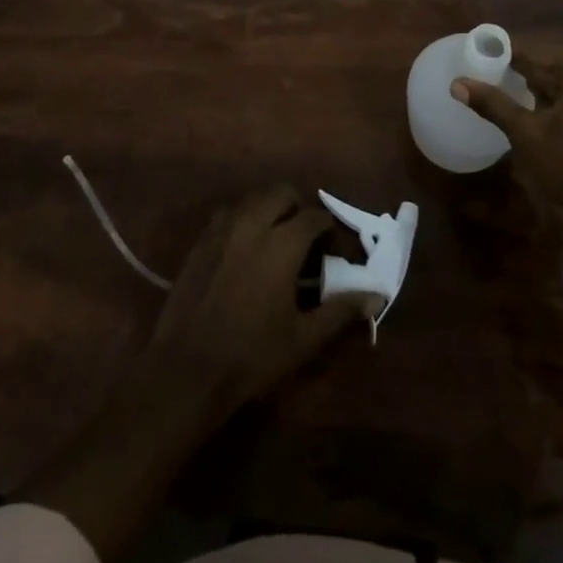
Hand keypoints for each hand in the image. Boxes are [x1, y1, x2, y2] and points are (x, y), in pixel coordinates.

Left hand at [140, 183, 377, 420]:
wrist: (187, 370)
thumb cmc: (251, 356)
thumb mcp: (303, 339)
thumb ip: (340, 311)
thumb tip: (376, 295)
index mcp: (282, 243)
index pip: (314, 216)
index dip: (327, 230)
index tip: (329, 251)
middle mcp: (253, 223)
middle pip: (282, 193)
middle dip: (297, 207)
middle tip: (302, 238)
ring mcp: (223, 228)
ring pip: (254, 197)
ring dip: (269, 209)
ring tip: (274, 239)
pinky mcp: (201, 239)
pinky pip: (229, 212)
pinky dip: (243, 218)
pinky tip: (244, 248)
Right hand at [453, 40, 562, 266]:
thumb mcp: (528, 134)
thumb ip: (493, 104)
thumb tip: (457, 83)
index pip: (530, 49)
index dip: (499, 54)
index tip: (473, 59)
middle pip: (548, 62)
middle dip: (518, 73)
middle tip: (484, 81)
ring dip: (537, 89)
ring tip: (505, 99)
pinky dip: (558, 101)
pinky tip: (537, 116)